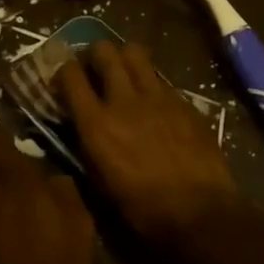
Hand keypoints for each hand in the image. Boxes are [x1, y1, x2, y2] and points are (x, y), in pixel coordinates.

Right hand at [56, 42, 241, 243]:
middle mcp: (123, 100)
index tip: (65, 77)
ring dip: (124, 57)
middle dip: (95, 54)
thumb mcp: (100, 183)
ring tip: (124, 71)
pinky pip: (161, 77)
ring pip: (135, 53)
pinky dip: (151, 81)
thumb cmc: (142, 209)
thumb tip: (82, 128)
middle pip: (104, 51)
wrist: (199, 211)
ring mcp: (157, 96)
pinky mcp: (183, 100)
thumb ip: (87, 147)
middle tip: (95, 67)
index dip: (64, 70)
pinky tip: (154, 98)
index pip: (70, 76)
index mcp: (96, 124)